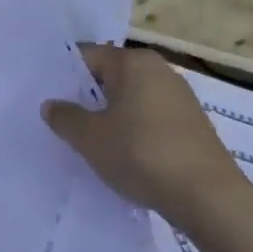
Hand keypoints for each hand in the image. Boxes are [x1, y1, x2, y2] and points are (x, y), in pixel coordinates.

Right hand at [42, 45, 246, 224]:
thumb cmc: (141, 154)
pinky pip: (149, 118)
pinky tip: (122, 154)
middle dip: (85, 96)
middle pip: (110, 76)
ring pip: (130, 98)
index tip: (45, 96)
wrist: (207, 196)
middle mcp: (160, 70)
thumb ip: (65, 117)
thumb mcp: (90, 137)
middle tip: (60, 119)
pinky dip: (132, 130)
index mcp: (134, 62)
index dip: (63, 74)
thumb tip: (51, 104)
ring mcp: (180, 97)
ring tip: (87, 140)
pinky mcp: (191, 124)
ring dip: (109, 115)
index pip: (87, 55)